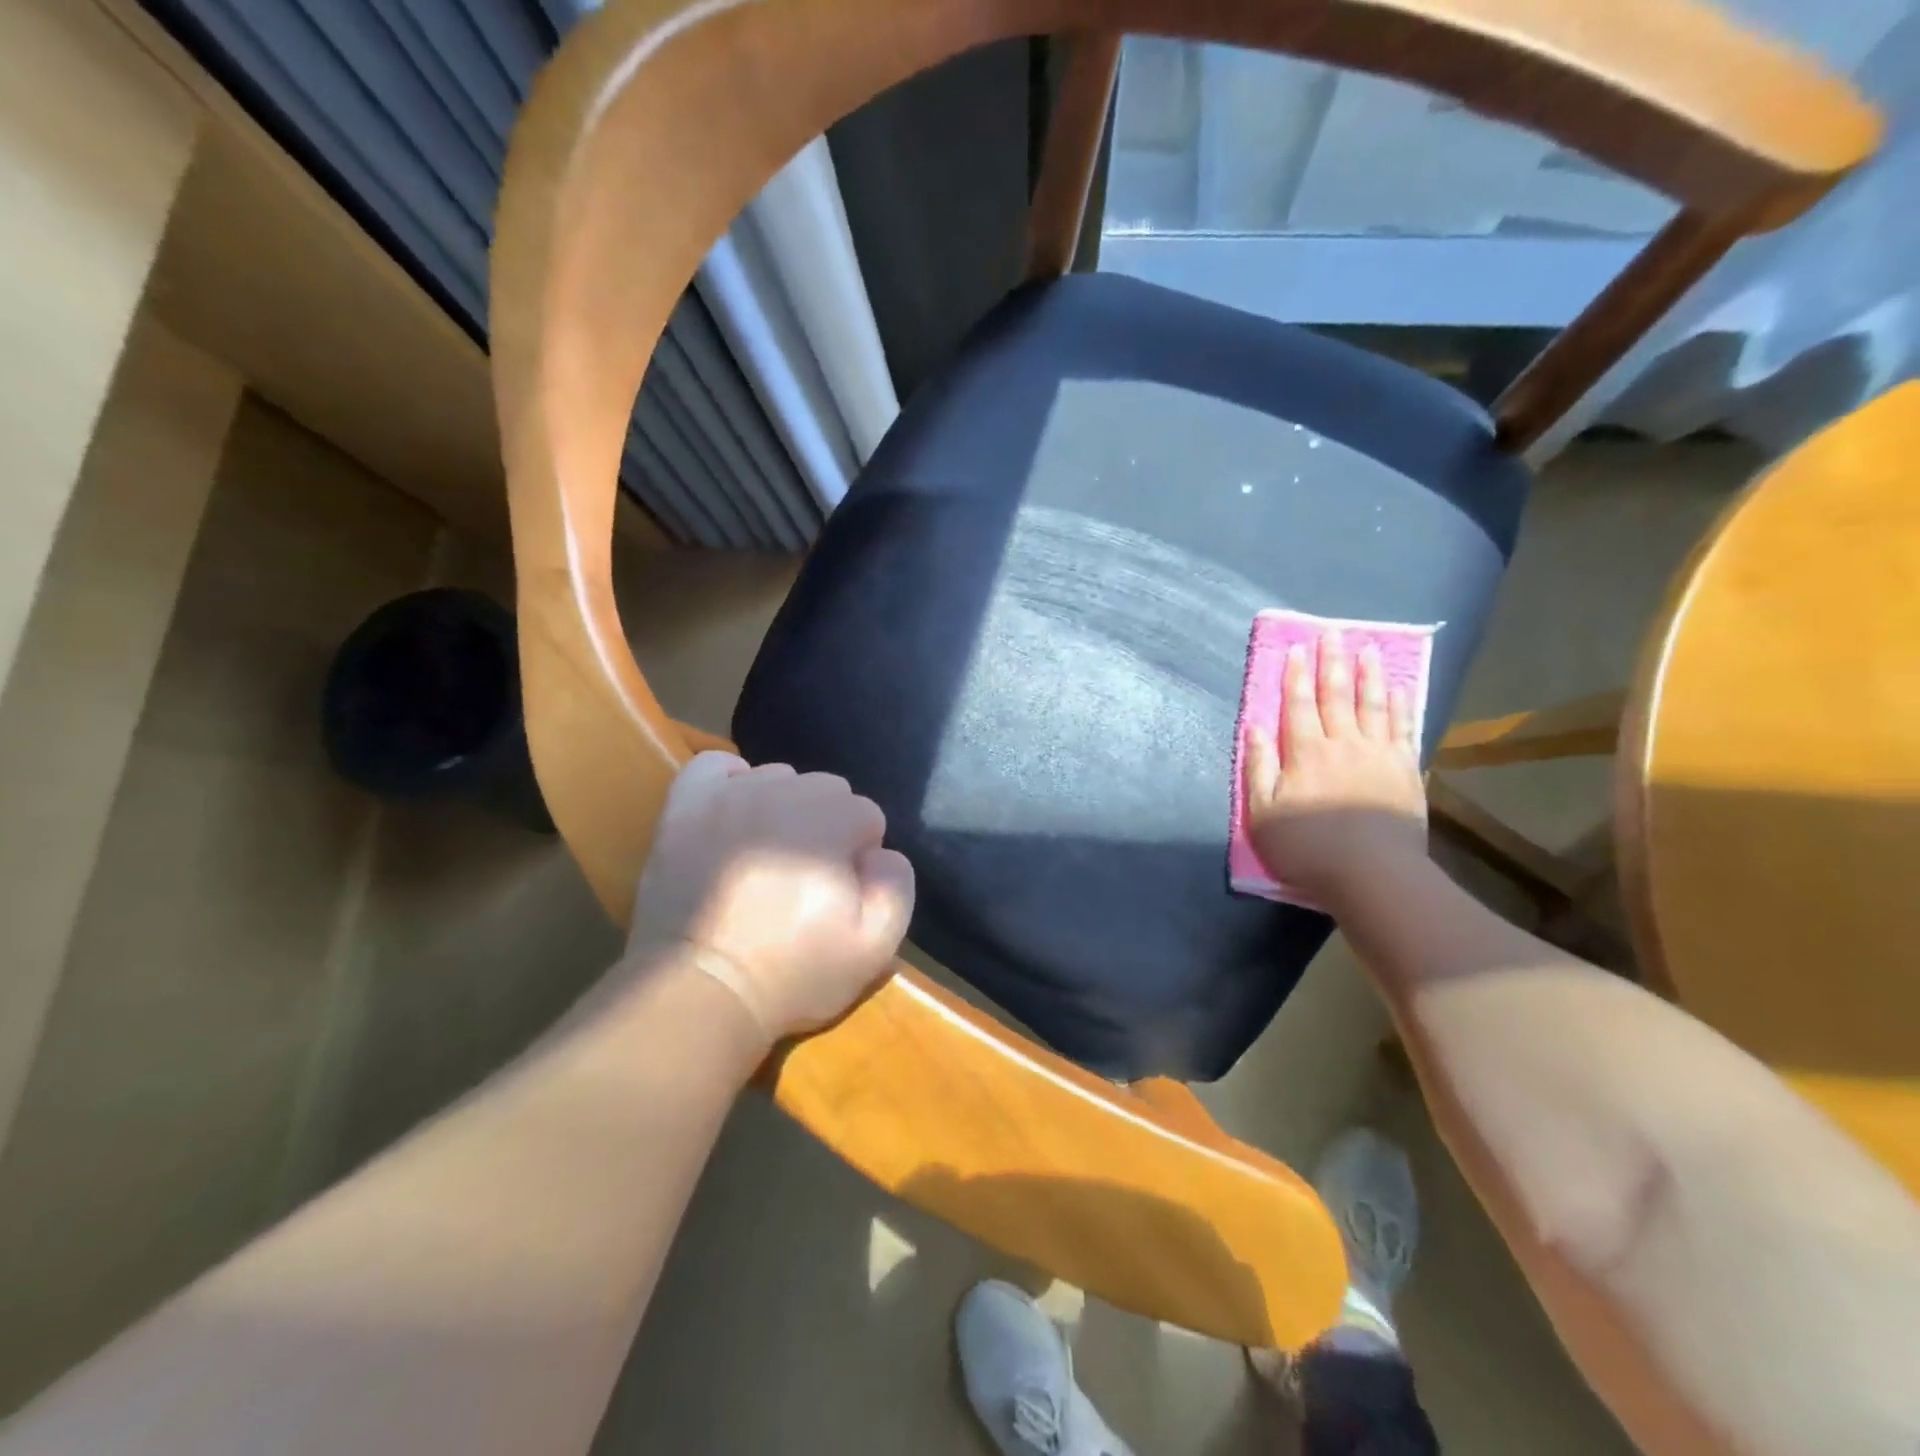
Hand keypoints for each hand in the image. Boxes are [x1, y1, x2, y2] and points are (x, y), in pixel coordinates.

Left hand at [627, 752, 914, 1042]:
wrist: (699, 991)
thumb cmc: (791, 972)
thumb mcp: (874, 947)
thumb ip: (896, 886)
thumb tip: (882, 853)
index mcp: (831, 821)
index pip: (867, 815)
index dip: (860, 856)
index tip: (841, 893)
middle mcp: (783, 792)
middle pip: (826, 789)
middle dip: (827, 827)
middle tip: (806, 878)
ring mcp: (729, 794)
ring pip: (778, 778)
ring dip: (783, 808)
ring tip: (768, 856)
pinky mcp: (685, 806)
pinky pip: (715, 766)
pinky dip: (731, 783)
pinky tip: (735, 816)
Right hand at [1244, 631, 1428, 908]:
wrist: (1373, 874)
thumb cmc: (1307, 847)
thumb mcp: (1262, 814)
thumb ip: (1258, 767)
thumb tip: (1254, 728)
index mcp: (1305, 752)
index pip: (1297, 704)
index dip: (1295, 675)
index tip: (1297, 647)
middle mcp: (1343, 743)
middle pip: (1336, 695)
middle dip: (1332, 662)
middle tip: (1333, 631)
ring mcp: (1379, 754)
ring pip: (1373, 704)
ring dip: (1369, 674)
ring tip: (1368, 648)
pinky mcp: (1405, 770)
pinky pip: (1403, 729)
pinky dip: (1400, 706)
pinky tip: (1399, 689)